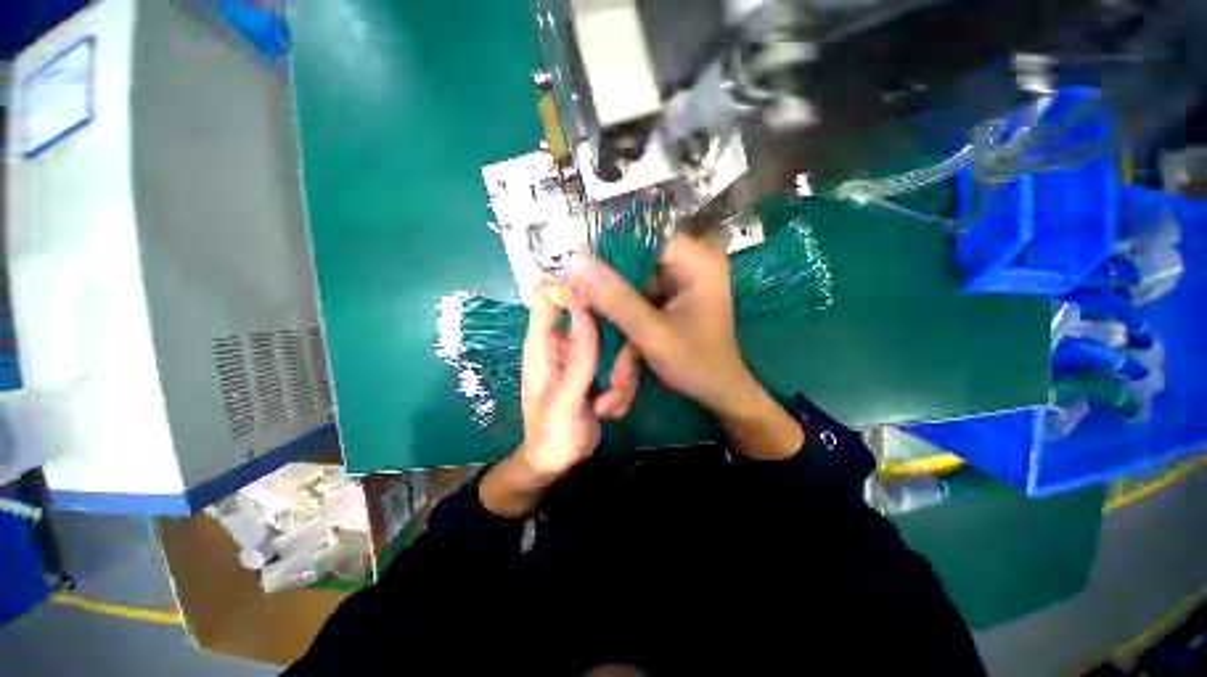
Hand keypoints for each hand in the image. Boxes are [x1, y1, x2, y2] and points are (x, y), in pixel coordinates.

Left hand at [480, 283, 637, 516]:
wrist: (559, 460)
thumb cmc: (550, 432)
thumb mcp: (564, 398)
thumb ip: (578, 355)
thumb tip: (583, 306)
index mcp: (543, 343)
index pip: (548, 295)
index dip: (573, 288)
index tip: (602, 304)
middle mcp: (565, 342)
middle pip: (596, 317)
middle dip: (614, 349)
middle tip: (615, 379)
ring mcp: (587, 354)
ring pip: (617, 343)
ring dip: (621, 375)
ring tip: (607, 405)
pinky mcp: (603, 368)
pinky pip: (624, 364)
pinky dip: (623, 387)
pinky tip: (609, 410)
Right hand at [570, 235, 802, 459]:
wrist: (721, 392)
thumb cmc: (697, 365)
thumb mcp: (652, 333)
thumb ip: (616, 299)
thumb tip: (576, 262)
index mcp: (698, 262)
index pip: (642, 241)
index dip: (609, 257)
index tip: (580, 280)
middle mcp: (693, 261)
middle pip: (638, 261)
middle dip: (612, 288)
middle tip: (584, 308)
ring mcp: (684, 279)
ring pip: (637, 280)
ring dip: (618, 304)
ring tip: (598, 324)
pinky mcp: (677, 294)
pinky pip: (643, 293)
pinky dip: (629, 311)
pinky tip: (616, 330)